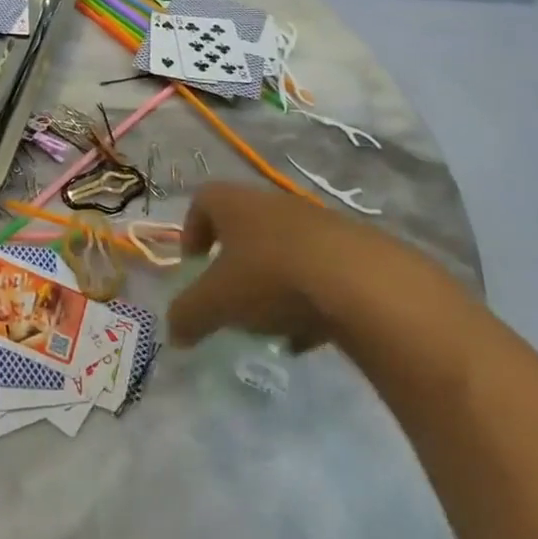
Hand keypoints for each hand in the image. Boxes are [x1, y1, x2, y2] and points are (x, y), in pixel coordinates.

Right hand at [167, 183, 412, 352]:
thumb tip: (174, 333)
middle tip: (230, 298)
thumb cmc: (271, 278)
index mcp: (234, 203)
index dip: (192, 232)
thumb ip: (188, 316)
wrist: (363, 283)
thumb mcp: (216, 303)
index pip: (202, 201)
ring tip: (270, 324)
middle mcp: (273, 203)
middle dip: (234, 263)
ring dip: (272, 284)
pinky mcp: (354, 250)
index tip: (194, 266)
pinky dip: (308, 300)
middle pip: (245, 227)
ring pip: (283, 250)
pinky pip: (319, 271)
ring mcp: (317, 224)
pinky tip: (308, 337)